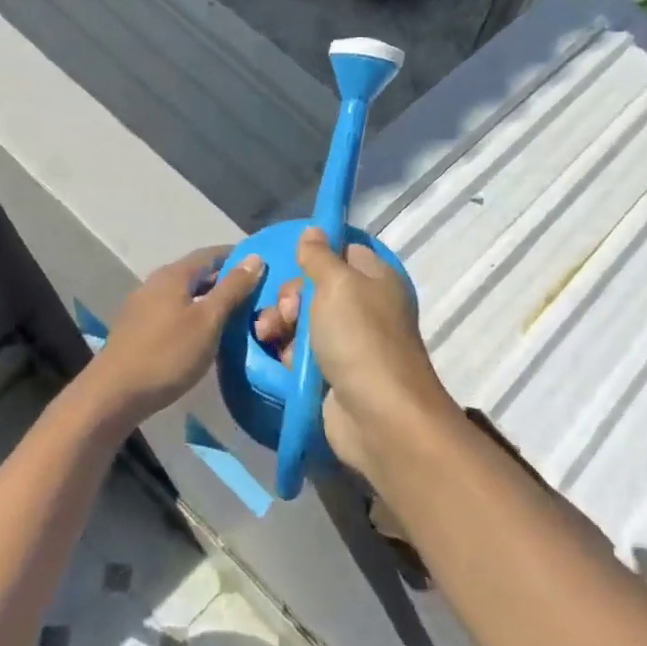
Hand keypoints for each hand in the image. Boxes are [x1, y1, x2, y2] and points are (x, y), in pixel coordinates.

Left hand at [84, 247, 266, 422]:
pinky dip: (191, 315)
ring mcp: (141, 306)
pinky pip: (171, 312)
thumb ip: (232, 289)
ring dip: (207, 300)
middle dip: (223, 280)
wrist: (115, 393)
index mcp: (173, 275)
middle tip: (253, 295)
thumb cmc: (168, 354)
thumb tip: (255, 257)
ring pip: (182, 294)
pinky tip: (202, 334)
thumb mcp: (208, 321)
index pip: (210, 254)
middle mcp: (154, 283)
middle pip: (195, 273)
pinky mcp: (136, 328)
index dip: (236, 257)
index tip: (261, 266)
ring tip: (233, 315)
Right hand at [252, 227, 449, 478]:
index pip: (343, 252)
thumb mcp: (336, 284)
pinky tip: (280, 359)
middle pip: (316, 288)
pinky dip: (289, 354)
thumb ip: (319, 256)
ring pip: (304, 321)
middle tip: (285, 313)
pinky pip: (303, 354)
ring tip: (268, 336)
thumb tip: (314, 230)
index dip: (316, 255)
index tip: (293, 264)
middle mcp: (365, 307)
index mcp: (375, 279)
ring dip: (282, 325)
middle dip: (290, 297)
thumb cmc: (359, 338)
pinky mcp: (333, 374)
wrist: (378, 415)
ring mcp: (349, 343)